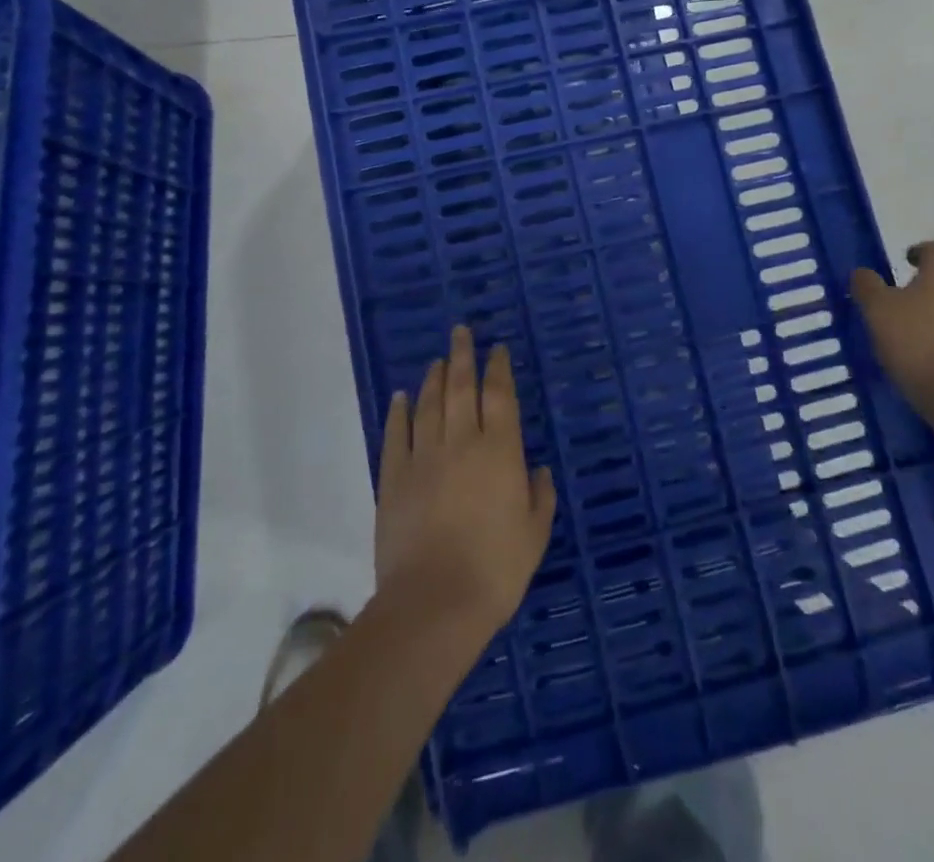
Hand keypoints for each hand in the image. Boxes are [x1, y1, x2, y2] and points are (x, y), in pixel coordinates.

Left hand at [375, 326, 556, 637]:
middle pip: (460, 387)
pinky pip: (396, 435)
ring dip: (433, 378)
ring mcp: (423, 458)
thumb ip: (539, 496)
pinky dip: (399, 412)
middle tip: (461, 332)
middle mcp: (461, 442)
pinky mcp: (394, 479)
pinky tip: (401, 397)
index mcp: (500, 451)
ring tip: (437, 360)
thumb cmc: (496, 569)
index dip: (498, 369)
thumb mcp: (535, 534)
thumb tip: (538, 470)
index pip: (500, 396)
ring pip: (428, 405)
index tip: (497, 350)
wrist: (434, 602)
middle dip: (462, 356)